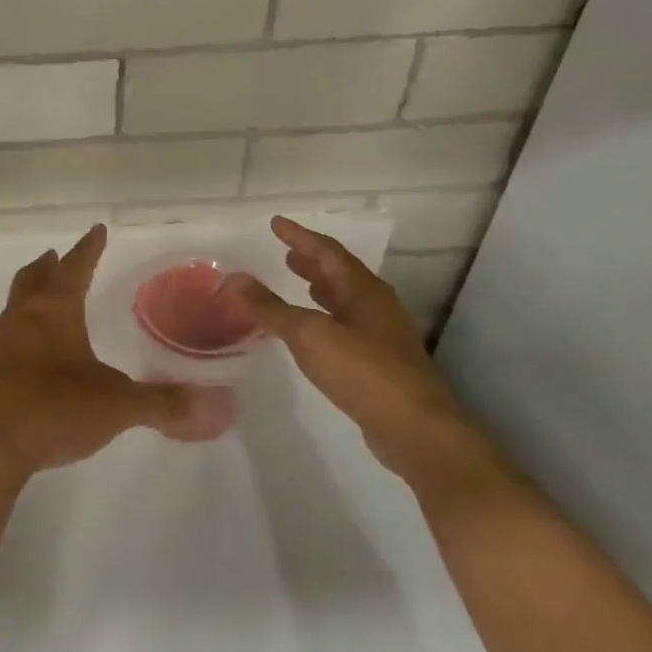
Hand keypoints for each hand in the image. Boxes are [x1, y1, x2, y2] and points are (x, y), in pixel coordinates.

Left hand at [0, 225, 233, 490]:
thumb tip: (211, 404)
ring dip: (32, 292)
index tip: (96, 230)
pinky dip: (24, 325)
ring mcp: (1, 342)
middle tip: (58, 255)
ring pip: (17, 303)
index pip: (75, 267)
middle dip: (50, 265)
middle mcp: (23, 317)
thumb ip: (163, 403)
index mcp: (54, 311)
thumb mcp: (117, 406)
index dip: (89, 248)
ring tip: (46, 294)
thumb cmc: (54, 409)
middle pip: (34, 277)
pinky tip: (34, 349)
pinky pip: (9, 333)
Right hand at [229, 217, 498, 490]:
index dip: (300, 236)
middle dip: (313, 262)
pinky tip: (315, 331)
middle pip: (341, 274)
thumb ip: (271, 308)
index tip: (276, 223)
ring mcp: (383, 335)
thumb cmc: (362, 370)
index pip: (327, 251)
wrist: (415, 428)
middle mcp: (377, 306)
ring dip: (322, 289)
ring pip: (347, 300)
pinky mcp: (382, 363)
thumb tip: (235, 279)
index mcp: (363, 290)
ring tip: (299, 283)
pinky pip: (348, 325)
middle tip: (286, 254)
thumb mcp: (308, 334)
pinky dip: (327, 317)